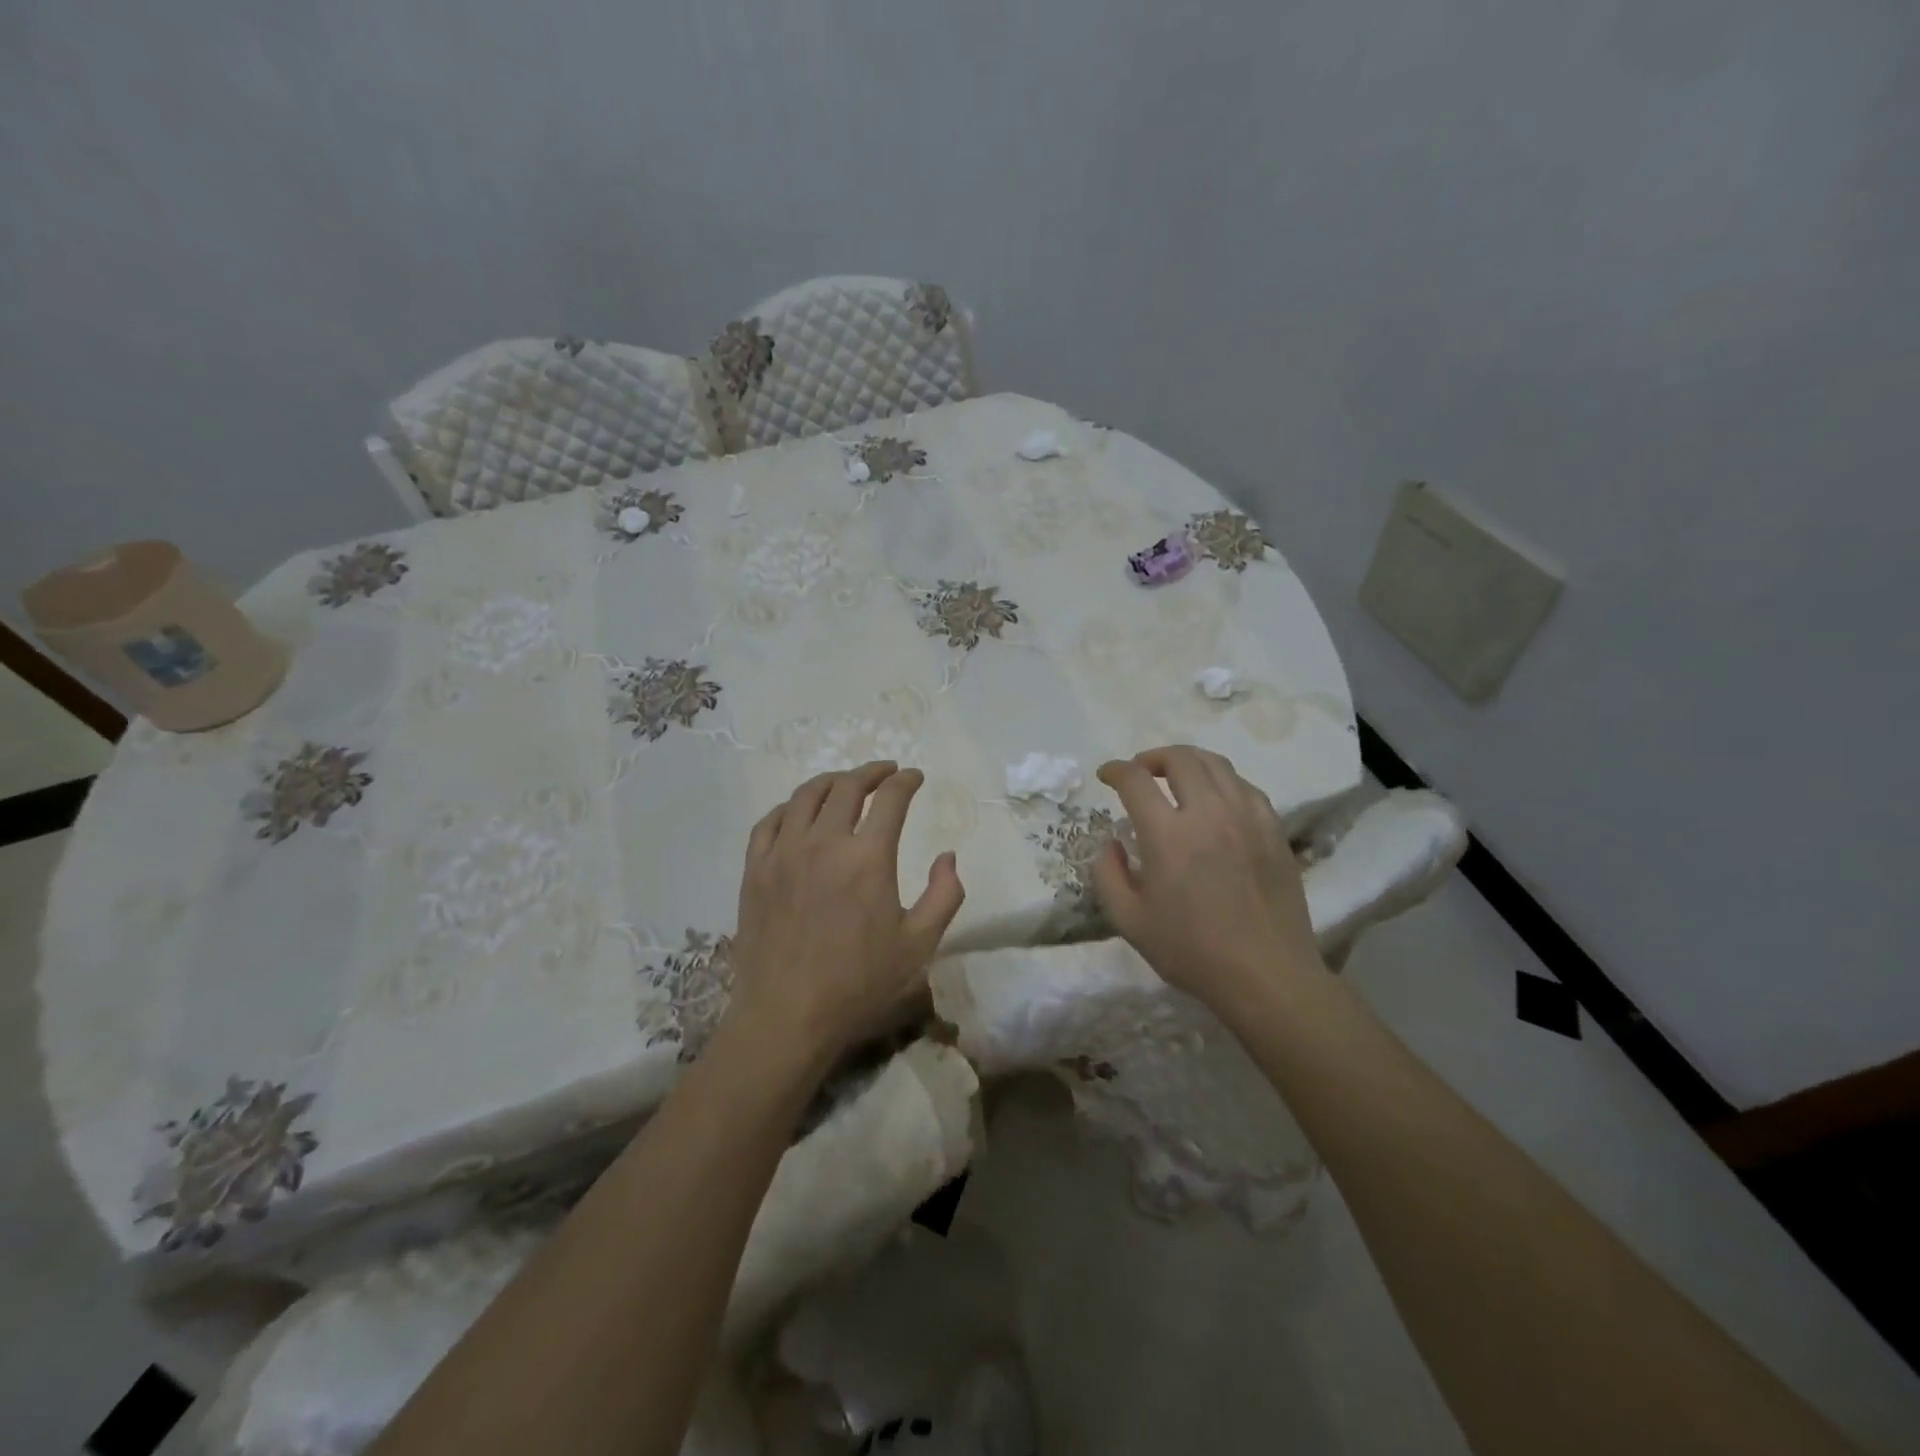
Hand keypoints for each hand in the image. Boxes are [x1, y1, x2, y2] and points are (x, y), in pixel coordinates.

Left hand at [723, 762, 965, 1069]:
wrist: (787, 1016)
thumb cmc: (859, 983)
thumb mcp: (920, 944)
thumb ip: (945, 894)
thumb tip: (947, 856)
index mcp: (868, 857)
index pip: (890, 799)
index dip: (906, 781)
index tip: (915, 777)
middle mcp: (823, 843)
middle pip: (847, 787)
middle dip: (871, 772)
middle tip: (886, 772)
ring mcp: (783, 853)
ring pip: (805, 796)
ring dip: (831, 781)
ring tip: (845, 783)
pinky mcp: (755, 870)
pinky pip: (769, 822)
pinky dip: (789, 807)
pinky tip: (798, 812)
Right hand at [1092, 745, 1322, 1010]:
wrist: (1266, 975)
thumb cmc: (1192, 951)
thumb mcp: (1129, 921)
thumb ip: (1108, 875)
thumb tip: (1111, 844)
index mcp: (1167, 835)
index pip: (1135, 780)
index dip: (1116, 770)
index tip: (1106, 775)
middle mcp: (1208, 813)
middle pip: (1180, 759)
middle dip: (1152, 757)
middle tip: (1140, 772)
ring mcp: (1246, 817)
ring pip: (1216, 765)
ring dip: (1188, 762)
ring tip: (1176, 777)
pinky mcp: (1273, 829)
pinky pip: (1244, 787)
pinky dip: (1221, 782)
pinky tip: (1215, 800)